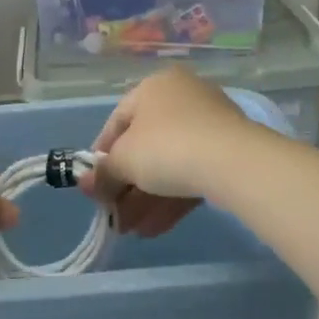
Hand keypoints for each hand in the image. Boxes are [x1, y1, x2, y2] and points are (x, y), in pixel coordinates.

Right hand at [77, 69, 265, 235]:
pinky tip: (154, 229)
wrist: (233, 162)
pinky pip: (192, 173)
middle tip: (113, 215)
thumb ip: (103, 174)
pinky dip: (171, 199)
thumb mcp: (124, 160)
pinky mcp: (229, 151)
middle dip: (126, 186)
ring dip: (146, 199)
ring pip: (169, 164)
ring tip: (130, 231)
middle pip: (144, 146)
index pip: (117, 121)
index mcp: (154, 87)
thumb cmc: (166, 147)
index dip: (101, 155)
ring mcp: (209, 124)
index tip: (94, 184)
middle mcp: (182, 97)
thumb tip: (86, 184)